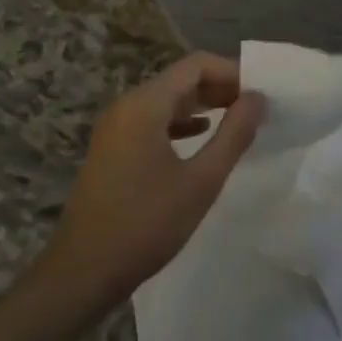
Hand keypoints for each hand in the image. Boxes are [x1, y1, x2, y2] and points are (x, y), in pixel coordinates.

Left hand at [46, 52, 263, 304]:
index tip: (260, 93)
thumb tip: (258, 98)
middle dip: (220, 87)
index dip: (232, 71)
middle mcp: (127, 106)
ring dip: (203, 104)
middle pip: (181, 79)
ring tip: (237, 120)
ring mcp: (115, 127)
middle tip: (255, 107)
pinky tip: (201, 136)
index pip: (196, 65)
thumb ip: (234, 134)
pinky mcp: (112, 149)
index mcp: (144, 104)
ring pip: (167, 99)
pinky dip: (181, 122)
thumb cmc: (145, 225)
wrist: (81, 275)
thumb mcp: (201, 181)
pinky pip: (153, 120)